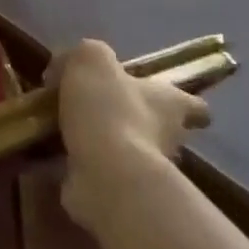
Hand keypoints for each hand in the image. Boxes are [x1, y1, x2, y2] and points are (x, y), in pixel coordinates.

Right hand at [50, 39, 209, 228]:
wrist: (105, 173)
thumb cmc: (110, 109)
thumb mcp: (93, 59)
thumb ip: (87, 55)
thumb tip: (67, 67)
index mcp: (171, 104)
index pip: (195, 106)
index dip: (184, 102)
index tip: (166, 99)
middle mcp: (167, 138)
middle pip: (161, 128)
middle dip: (135, 120)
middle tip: (100, 109)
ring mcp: (144, 170)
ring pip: (129, 151)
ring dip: (104, 142)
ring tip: (65, 128)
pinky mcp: (120, 192)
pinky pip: (99, 173)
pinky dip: (80, 164)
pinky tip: (53, 152)